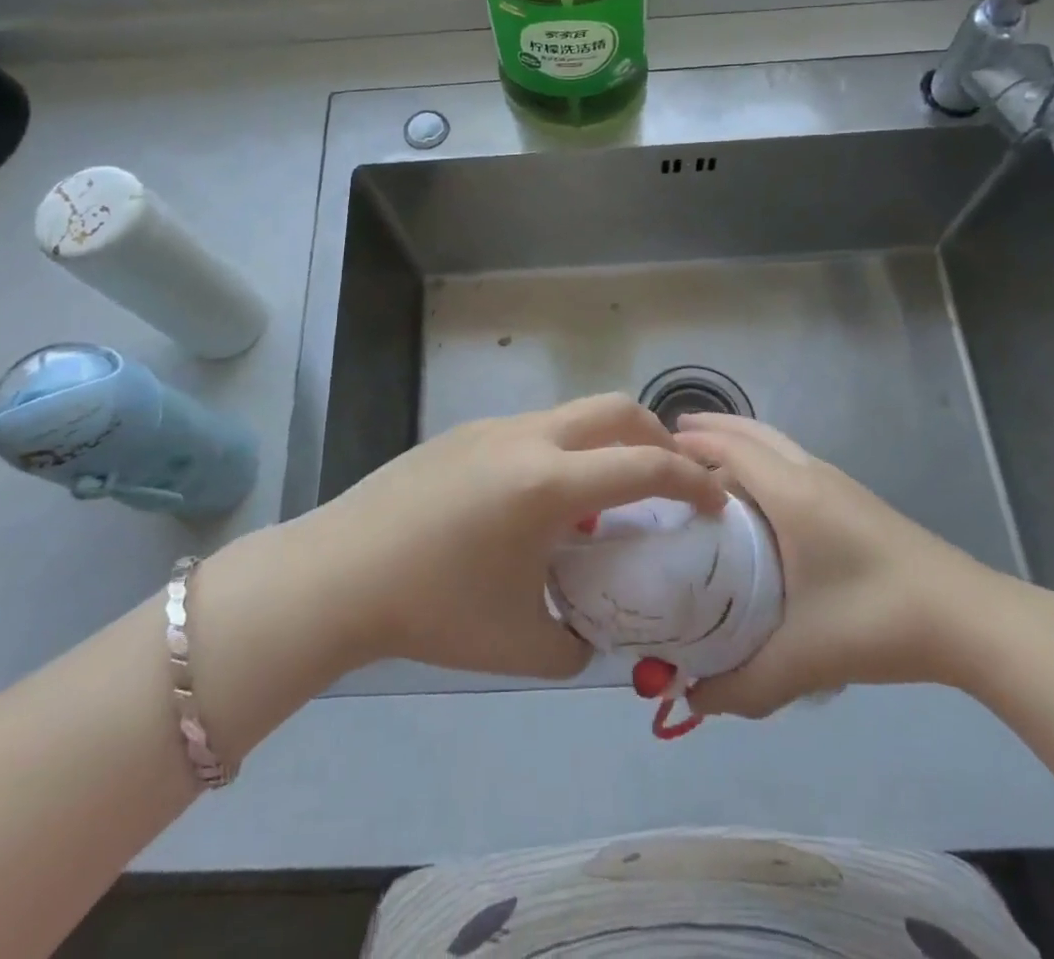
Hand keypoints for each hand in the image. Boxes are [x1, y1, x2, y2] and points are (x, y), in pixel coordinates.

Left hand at [287, 394, 723, 680]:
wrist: (339, 573)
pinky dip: (562, 451)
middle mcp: (528, 438)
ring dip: (604, 443)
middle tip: (669, 479)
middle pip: (614, 409)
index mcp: (549, 484)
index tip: (714, 502)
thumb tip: (590, 632)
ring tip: (602, 497)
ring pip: (571, 415)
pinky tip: (540, 502)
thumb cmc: (434, 610)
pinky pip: (533, 429)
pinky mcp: (464, 432)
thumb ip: (576, 643)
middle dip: (656, 437)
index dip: (690, 482)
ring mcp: (492, 427)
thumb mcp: (520, 645)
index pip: (644, 466)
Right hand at [671, 413, 1030, 717]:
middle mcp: (810, 474)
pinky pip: (794, 460)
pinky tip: (761, 496)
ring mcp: (837, 483)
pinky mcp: (856, 499)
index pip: (728, 449)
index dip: (688, 445)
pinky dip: (764, 458)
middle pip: (752, 432)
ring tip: (707, 460)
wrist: (971, 619)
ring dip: (740, 441)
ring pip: (777, 443)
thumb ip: (742, 683)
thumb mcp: (803, 658)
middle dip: (710, 429)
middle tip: (669, 442)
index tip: (649, 452)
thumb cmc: (878, 621)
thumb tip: (691, 698)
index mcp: (790, 492)